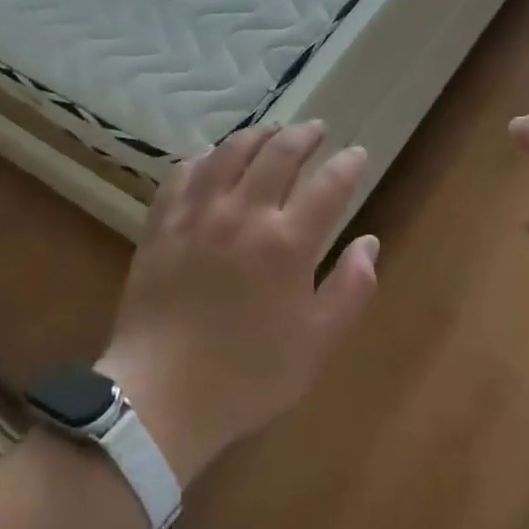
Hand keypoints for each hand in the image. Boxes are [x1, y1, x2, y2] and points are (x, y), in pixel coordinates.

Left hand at [99, 122, 378, 483]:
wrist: (159, 399)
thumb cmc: (247, 376)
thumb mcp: (316, 344)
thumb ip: (351, 289)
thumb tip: (369, 244)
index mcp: (287, 243)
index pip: (329, 185)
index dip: (348, 164)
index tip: (357, 154)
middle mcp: (243, 214)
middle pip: (279, 153)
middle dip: (304, 135)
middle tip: (316, 129)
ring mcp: (197, 215)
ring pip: (230, 153)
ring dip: (257, 135)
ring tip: (271, 131)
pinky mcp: (162, 225)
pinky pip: (183, 174)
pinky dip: (203, 158)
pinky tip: (210, 157)